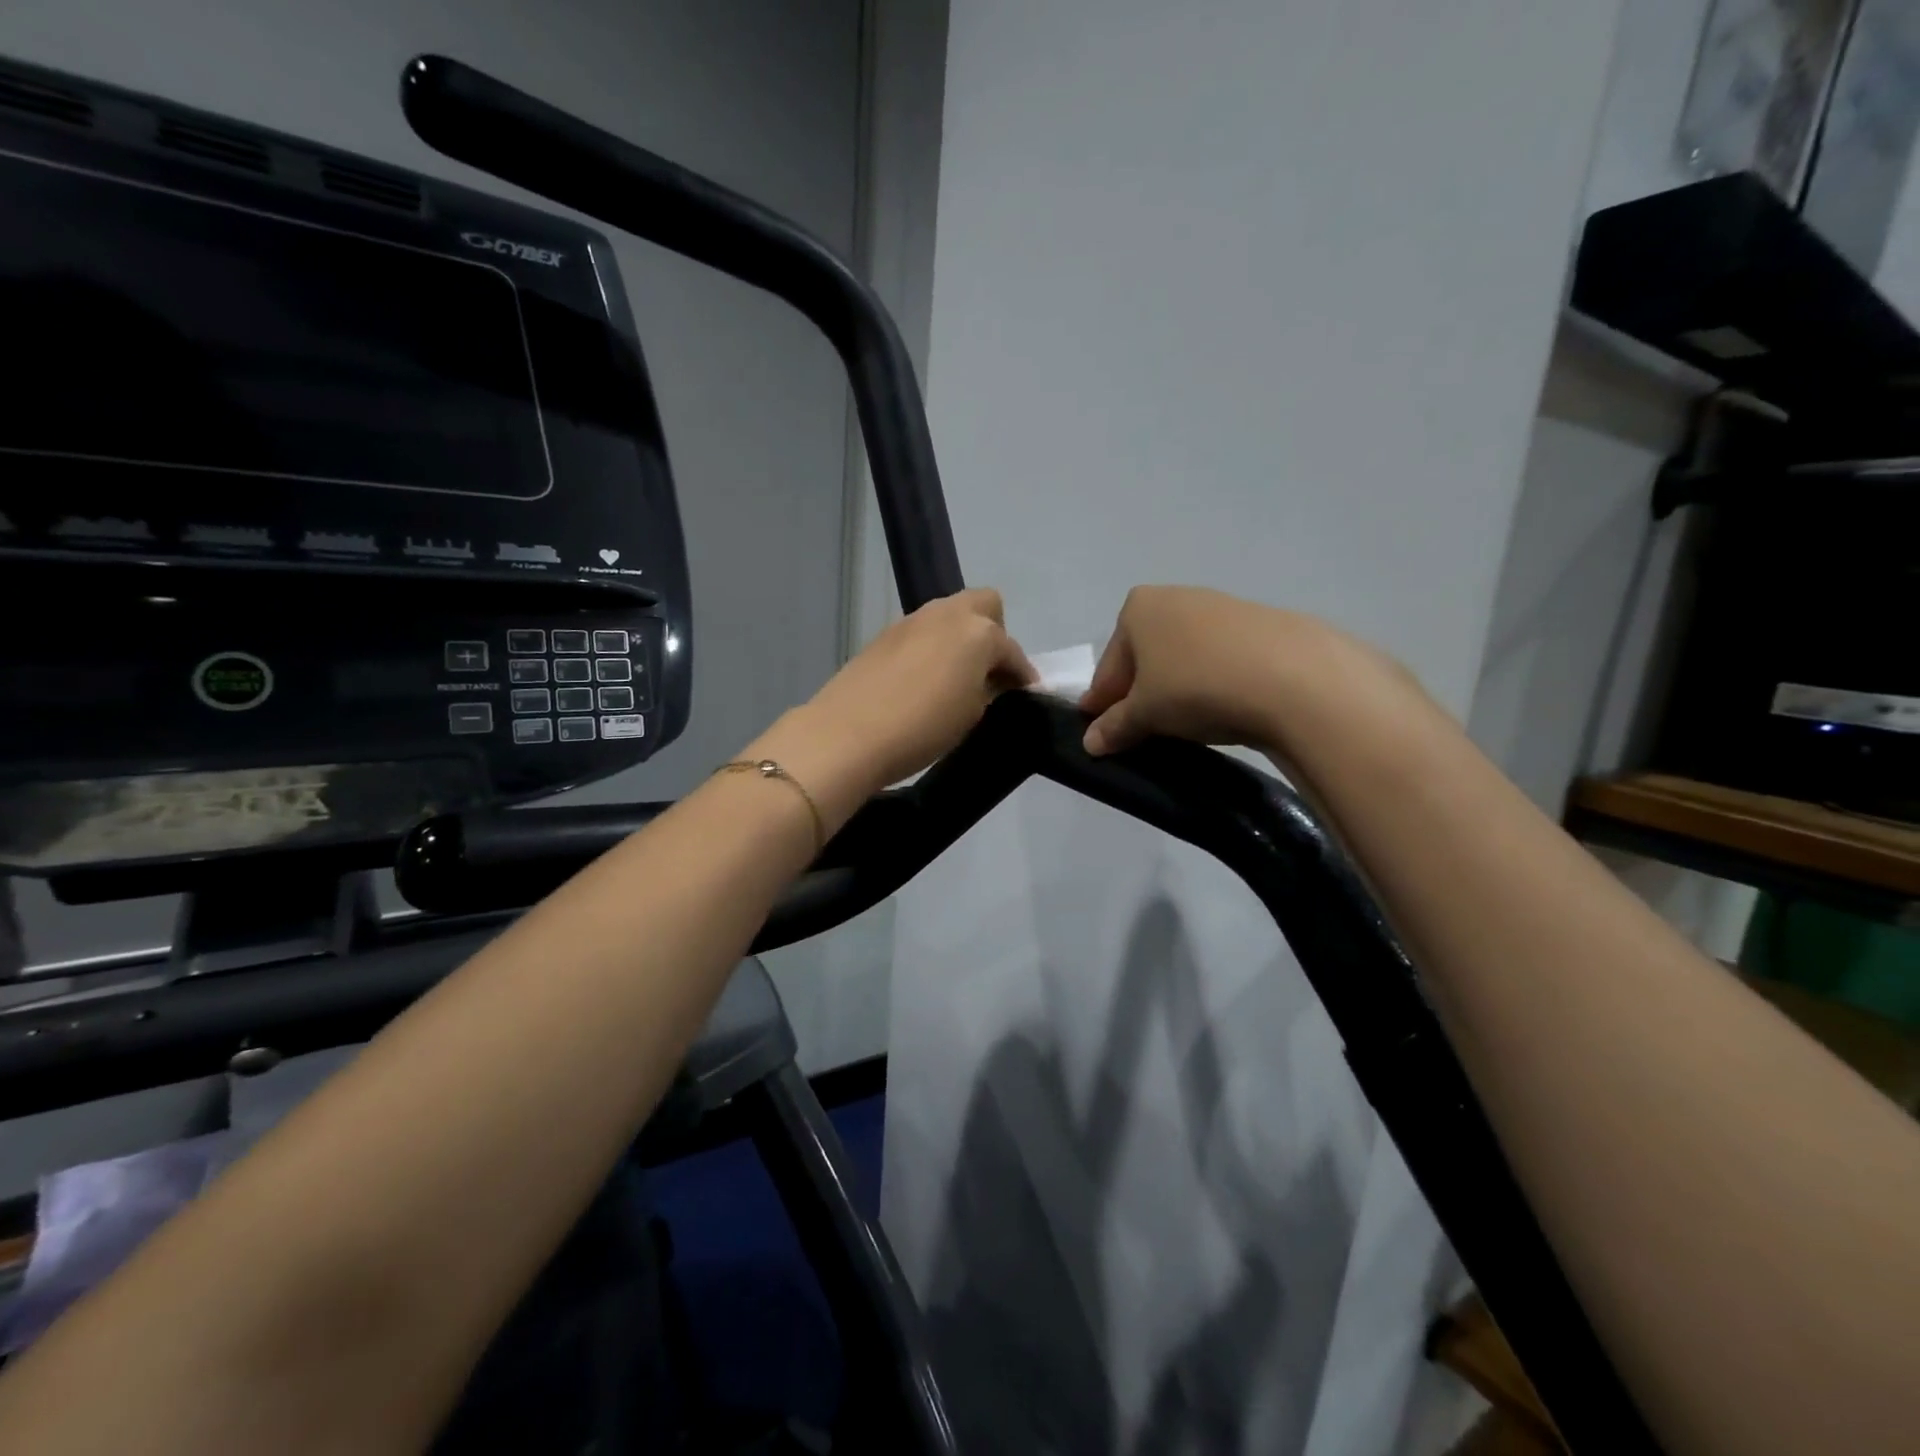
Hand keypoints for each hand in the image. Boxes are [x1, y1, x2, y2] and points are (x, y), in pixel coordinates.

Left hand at [762, 589, 1033, 818]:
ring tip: (955, 679)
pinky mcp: (884, 635)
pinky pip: (922, 633)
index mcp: (978, 632)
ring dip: (960, 639)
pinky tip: (923, 680)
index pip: (1011, 650)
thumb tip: (990, 682)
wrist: (848, 734)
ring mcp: (912, 621)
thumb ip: (988, 690)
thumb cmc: (923, 727)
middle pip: (984, 606)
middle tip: (988, 672)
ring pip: (949, 616)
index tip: (1025, 694)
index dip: (1021, 674)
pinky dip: (932, 648)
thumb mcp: (972, 714)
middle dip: (994, 634)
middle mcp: (947, 614)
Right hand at [1079, 585, 1408, 756]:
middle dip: (1139, 692)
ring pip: (1183, 655)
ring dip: (1175, 687)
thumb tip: (1090, 742)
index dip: (1101, 702)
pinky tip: (1221, 707)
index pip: (1109, 665)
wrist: (1293, 678)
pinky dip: (1211, 681)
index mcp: (1138, 608)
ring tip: (1183, 723)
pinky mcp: (1261, 624)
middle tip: (1139, 731)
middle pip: (1145, 656)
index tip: (1099, 731)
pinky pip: (1219, 658)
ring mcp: (1222, 607)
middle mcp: (1177, 597)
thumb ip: (1114, 726)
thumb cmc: (1195, 686)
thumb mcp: (1145, 713)